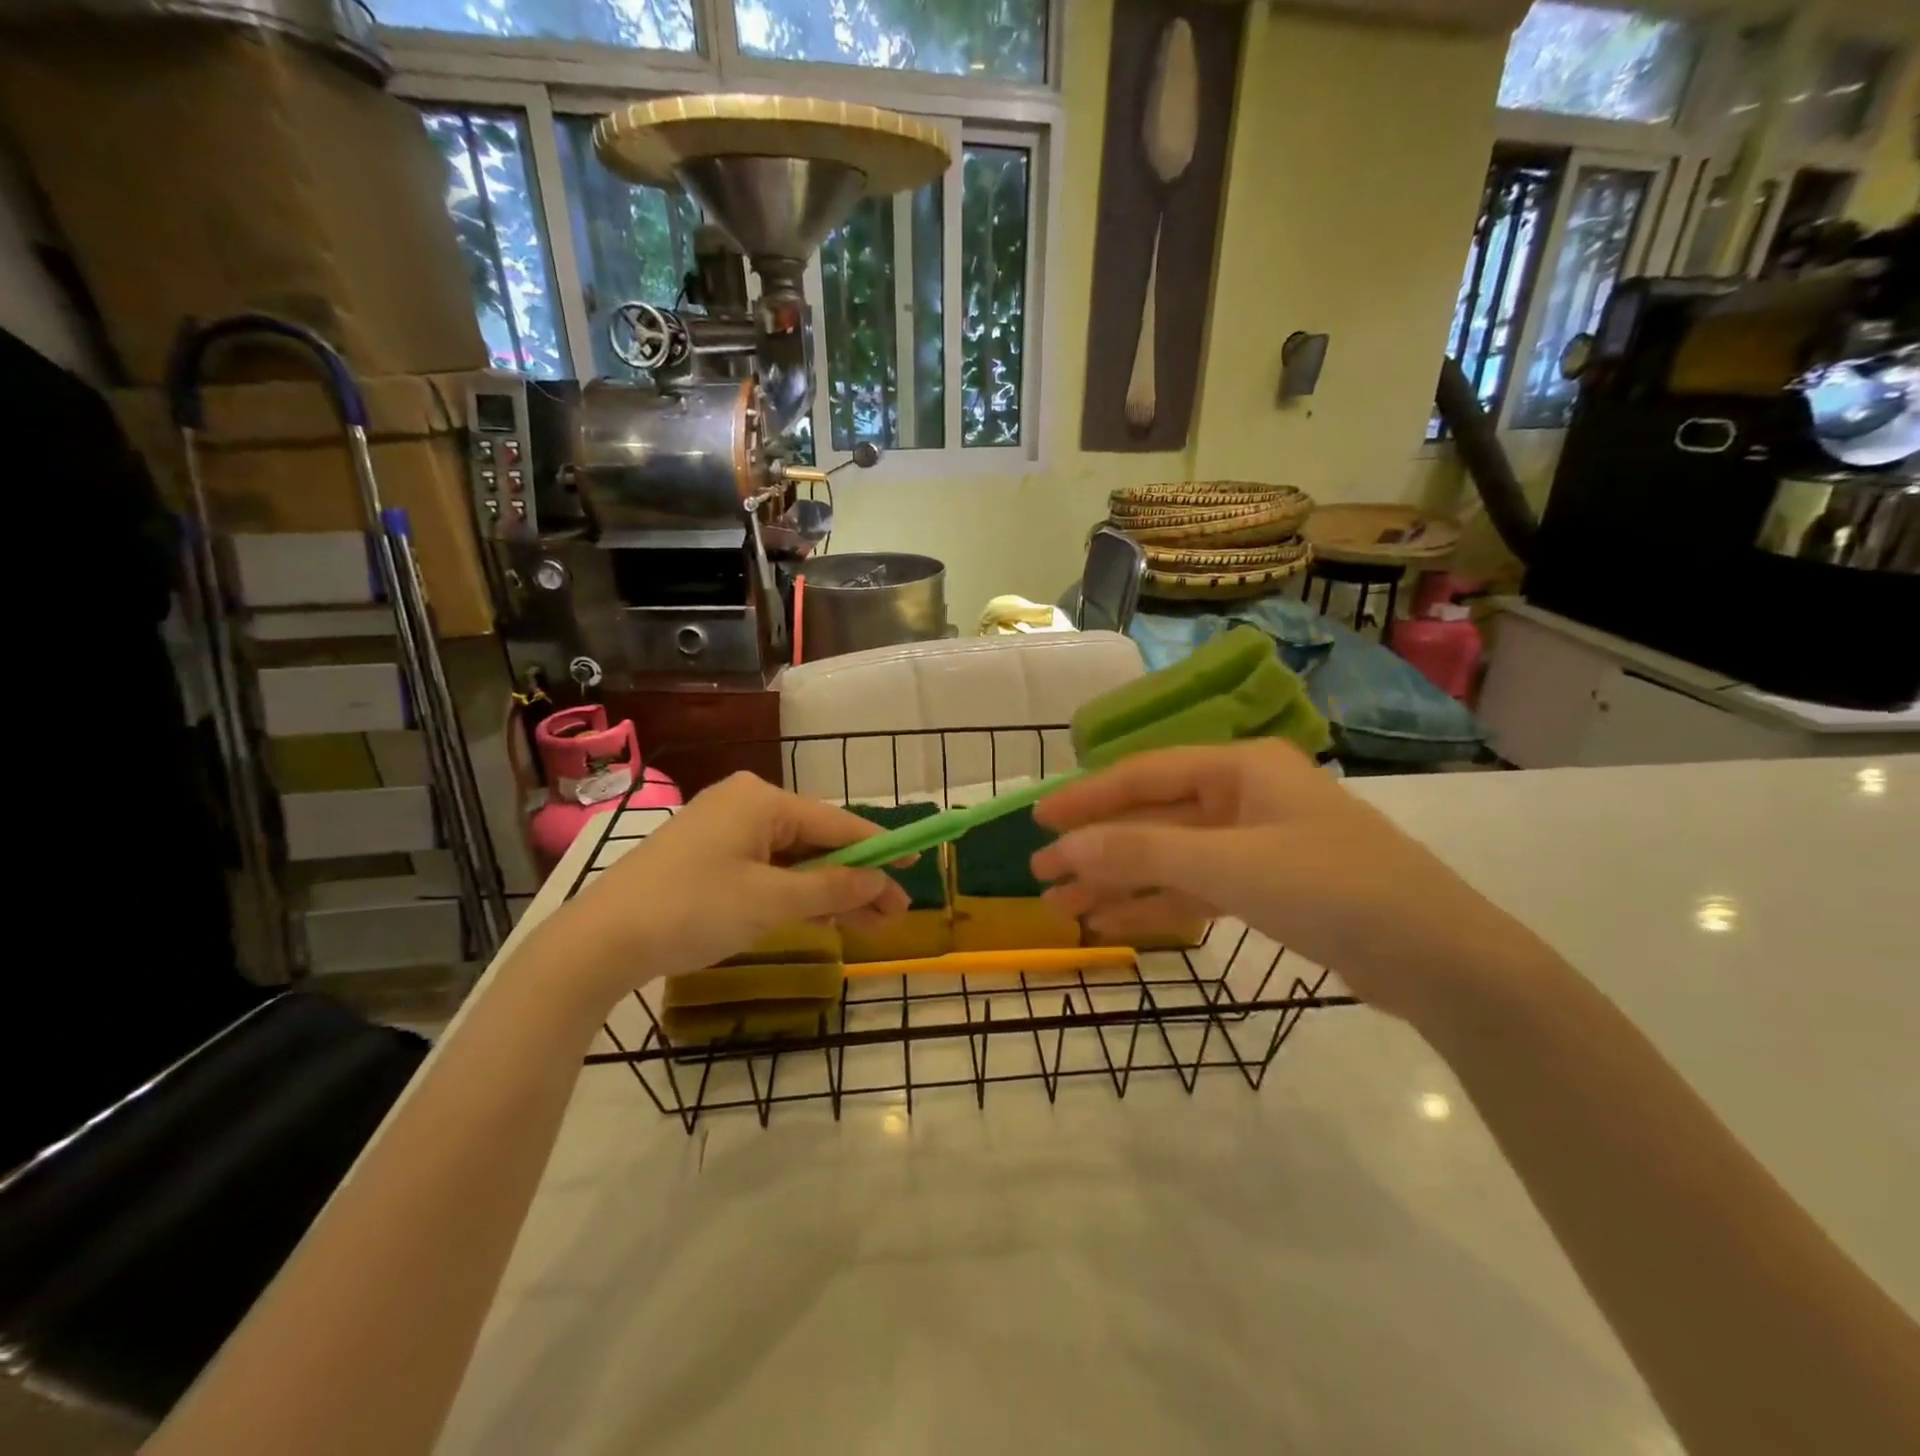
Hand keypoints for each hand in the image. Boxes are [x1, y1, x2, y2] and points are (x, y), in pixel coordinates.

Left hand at [539, 773, 907, 1008]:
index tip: (917, 864)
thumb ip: (833, 888)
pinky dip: (794, 891)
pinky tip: (822, 915)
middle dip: (857, 878)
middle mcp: (746, 802)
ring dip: (829, 890)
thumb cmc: (694, 910)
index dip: (882, 847)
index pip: (839, 822)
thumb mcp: (771, 901)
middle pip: (818, 840)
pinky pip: (766, 866)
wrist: (601, 939)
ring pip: (793, 857)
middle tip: (893, 914)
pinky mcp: (707, 853)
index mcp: (763, 800)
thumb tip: (882, 882)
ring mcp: (723, 827)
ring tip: (869, 925)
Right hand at [1032, 742, 1547, 1021]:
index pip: (1143, 775)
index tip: (1038, 822)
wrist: (1442, 962)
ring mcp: (1255, 844)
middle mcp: (1244, 796)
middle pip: (1152, 818)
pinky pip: (1195, 888)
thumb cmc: (1333, 890)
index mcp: (1240, 767)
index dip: (1086, 798)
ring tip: (1063, 909)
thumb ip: (1143, 852)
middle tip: (1041, 875)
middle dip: (1097, 849)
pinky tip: (1113, 923)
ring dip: (1118, 882)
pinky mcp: (1267, 888)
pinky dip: (1156, 904)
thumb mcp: (1230, 866)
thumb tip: (1065, 847)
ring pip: (1169, 857)